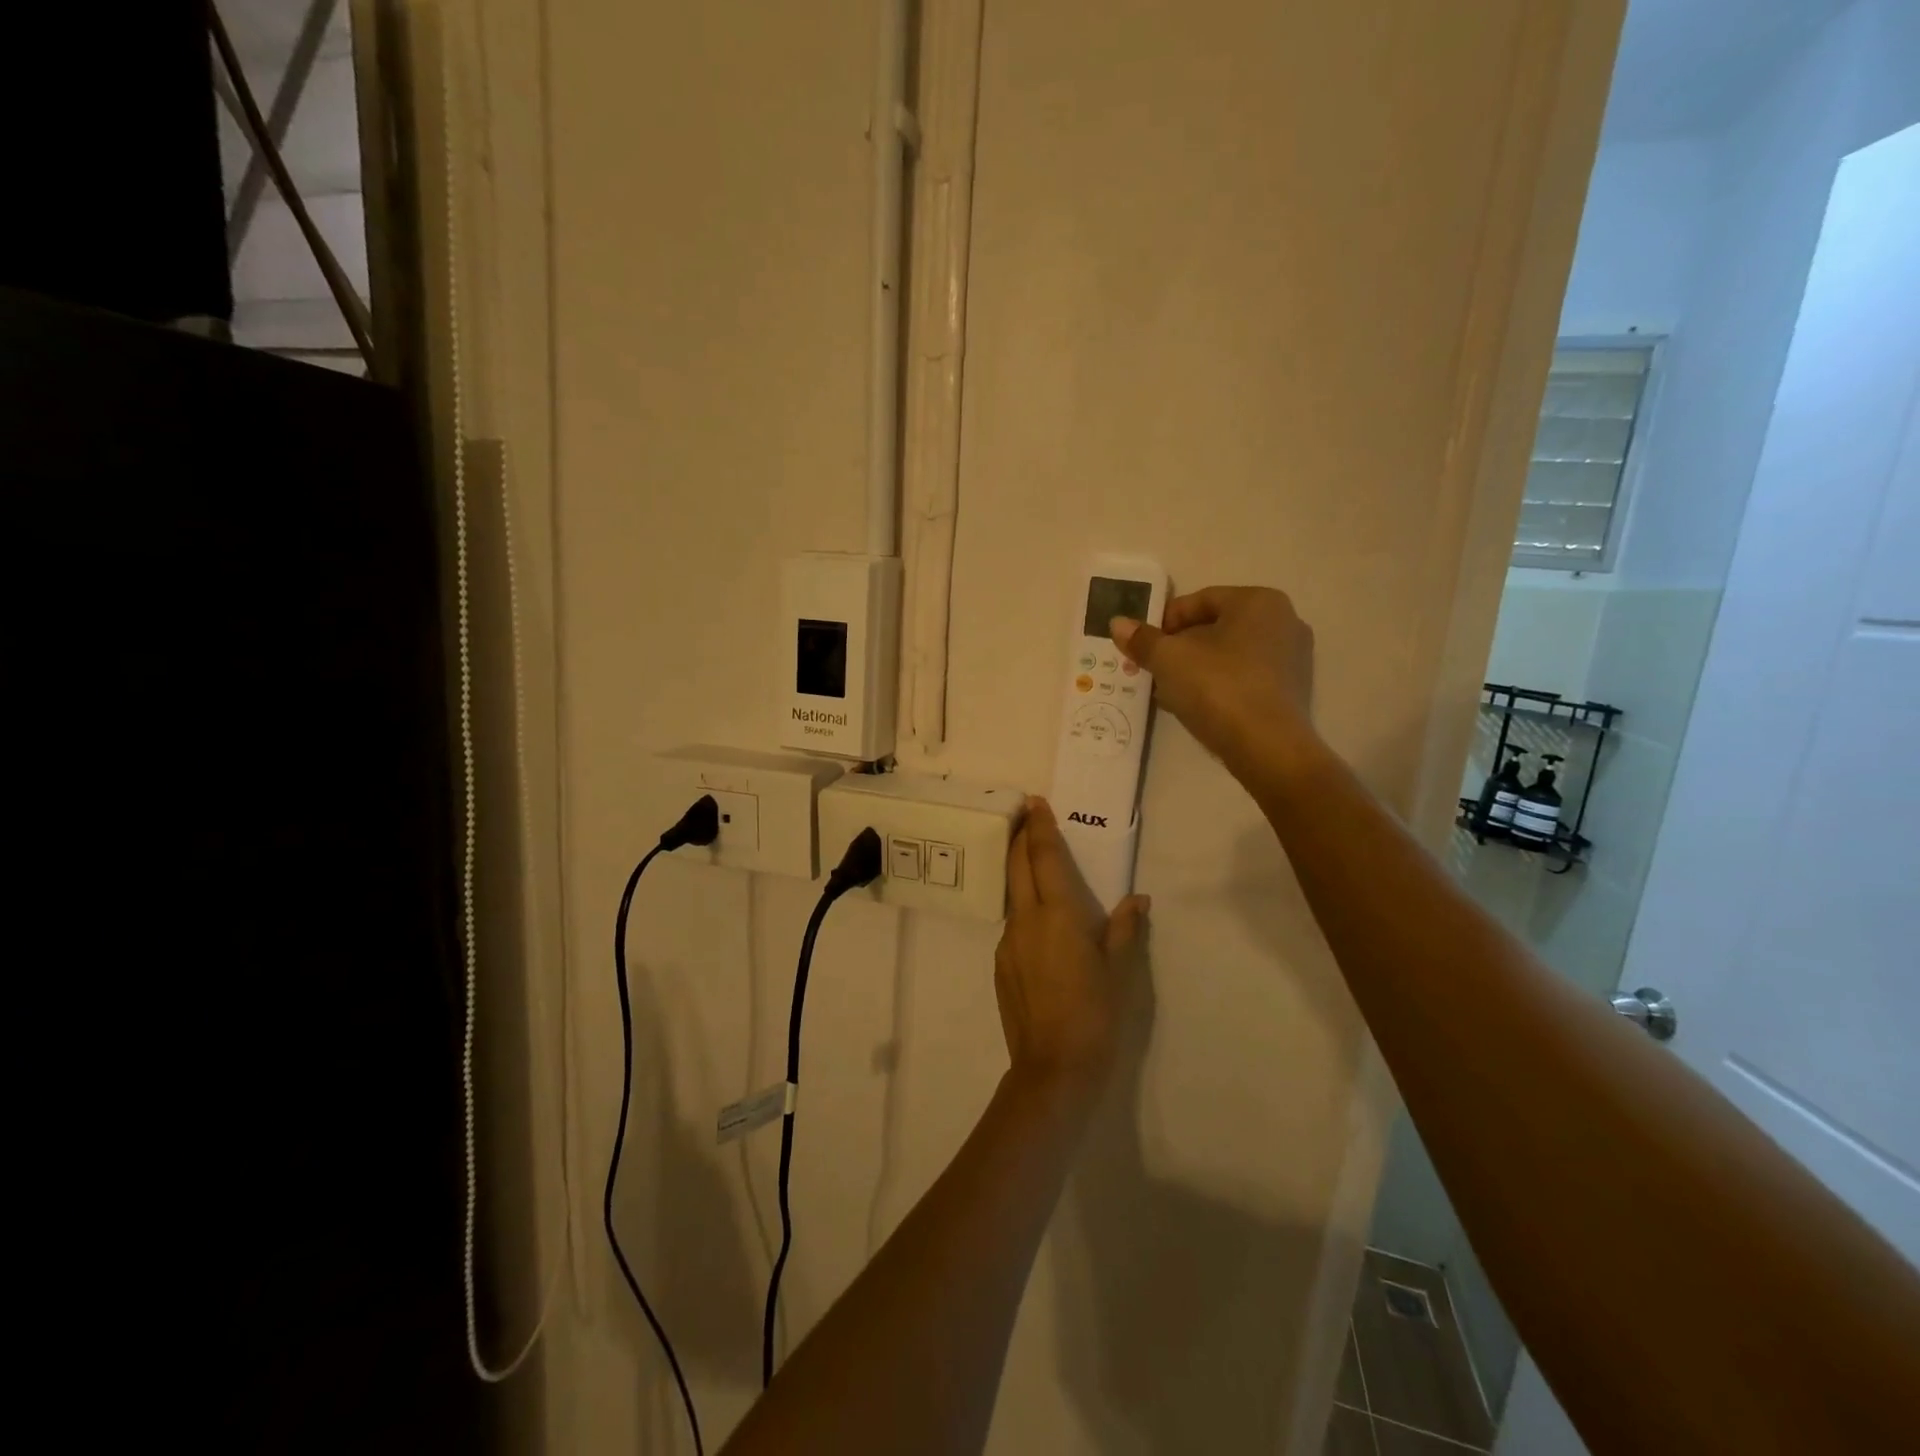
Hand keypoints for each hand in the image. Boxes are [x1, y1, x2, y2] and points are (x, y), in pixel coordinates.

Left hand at [994, 799, 1148, 1099]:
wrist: (1053, 1067)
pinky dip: (1023, 908)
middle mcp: (1026, 919)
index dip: (1038, 826)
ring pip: (1012, 894)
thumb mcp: (1120, 970)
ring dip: (1019, 872)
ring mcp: (1008, 942)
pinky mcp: (1000, 963)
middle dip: (1019, 837)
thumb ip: (1125, 929)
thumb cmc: (1096, 1013)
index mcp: (1057, 914)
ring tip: (1035, 864)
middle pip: (1016, 866)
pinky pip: (1012, 923)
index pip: (1043, 856)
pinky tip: (1039, 922)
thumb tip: (1137, 899)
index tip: (1034, 803)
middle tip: (1025, 816)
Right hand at [1110, 586, 1315, 778]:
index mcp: (1259, 601)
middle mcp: (1284, 622)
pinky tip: (1194, 707)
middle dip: (1179, 646)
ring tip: (1167, 690)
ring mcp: (1293, 659)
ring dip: (1195, 668)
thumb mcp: (1169, 659)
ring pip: (1229, 655)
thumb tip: (1117, 623)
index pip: (1200, 599)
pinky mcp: (1291, 692)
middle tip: (1151, 668)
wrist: (1267, 748)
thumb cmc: (1218, 688)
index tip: (1143, 644)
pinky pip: (1244, 678)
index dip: (1165, 620)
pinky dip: (1218, 686)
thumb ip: (1142, 639)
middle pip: (1216, 627)